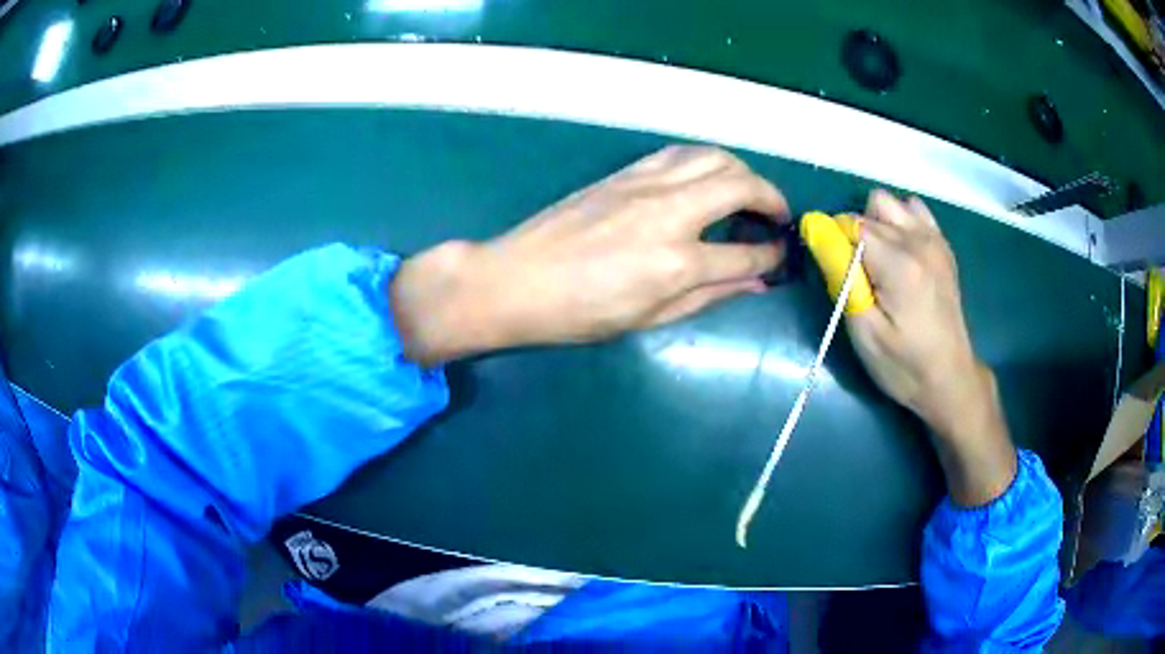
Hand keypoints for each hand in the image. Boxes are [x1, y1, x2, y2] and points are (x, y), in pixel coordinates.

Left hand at [390, 146, 789, 365]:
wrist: (516, 280)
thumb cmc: (578, 314)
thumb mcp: (649, 318)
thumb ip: (709, 296)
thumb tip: (755, 282)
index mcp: (677, 264)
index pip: (747, 252)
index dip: (773, 255)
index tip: (782, 255)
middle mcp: (669, 213)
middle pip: (740, 185)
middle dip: (772, 198)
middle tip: (777, 217)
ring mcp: (646, 185)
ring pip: (713, 157)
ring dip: (742, 171)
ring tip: (748, 193)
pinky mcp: (626, 172)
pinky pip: (680, 154)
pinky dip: (706, 162)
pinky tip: (706, 179)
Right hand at [846, 192, 986, 436]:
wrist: (950, 378)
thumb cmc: (903, 365)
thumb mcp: (864, 332)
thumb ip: (841, 276)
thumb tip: (816, 231)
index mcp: (898, 263)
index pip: (849, 224)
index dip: (833, 242)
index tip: (835, 273)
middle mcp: (917, 240)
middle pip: (866, 213)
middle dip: (852, 238)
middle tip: (859, 279)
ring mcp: (933, 239)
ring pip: (888, 202)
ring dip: (875, 223)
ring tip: (879, 260)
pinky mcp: (942, 245)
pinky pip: (913, 209)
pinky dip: (899, 221)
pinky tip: (901, 252)